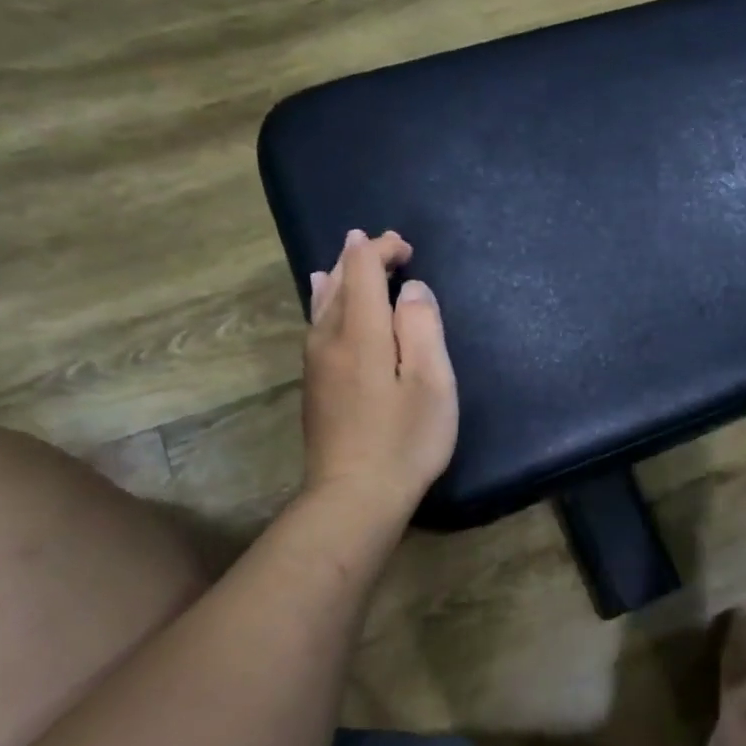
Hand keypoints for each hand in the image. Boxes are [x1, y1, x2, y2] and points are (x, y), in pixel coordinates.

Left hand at [302, 230, 457, 515]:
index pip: (361, 268)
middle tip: (391, 248)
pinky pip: (317, 324)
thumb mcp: (431, 381)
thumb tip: (410, 289)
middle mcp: (328, 338)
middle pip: (337, 281)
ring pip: (322, 303)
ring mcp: (315, 363)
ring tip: (351, 260)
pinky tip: (322, 300)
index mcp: (359, 331)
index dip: (381, 248)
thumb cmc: (404, 439)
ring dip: (341, 276)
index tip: (408, 248)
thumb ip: (422, 326)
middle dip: (361, 257)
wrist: (353, 497)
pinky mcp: (314, 385)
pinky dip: (327, 301)